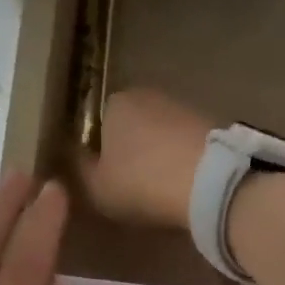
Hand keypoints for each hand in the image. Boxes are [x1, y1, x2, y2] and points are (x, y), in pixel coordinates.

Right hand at [80, 88, 216, 229]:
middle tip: (132, 188)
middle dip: (130, 152)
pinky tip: (183, 184)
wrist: (208, 181)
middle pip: (130, 127)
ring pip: (159, 135)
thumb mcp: (96, 187)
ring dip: (158, 156)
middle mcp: (146, 95)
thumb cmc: (141, 182)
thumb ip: (80, 170)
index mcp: (113, 103)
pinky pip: (184, 145)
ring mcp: (182, 106)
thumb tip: (74, 157)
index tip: (105, 180)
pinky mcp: (210, 123)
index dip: (99, 154)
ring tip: (160, 189)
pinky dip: (181, 161)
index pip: (97, 126)